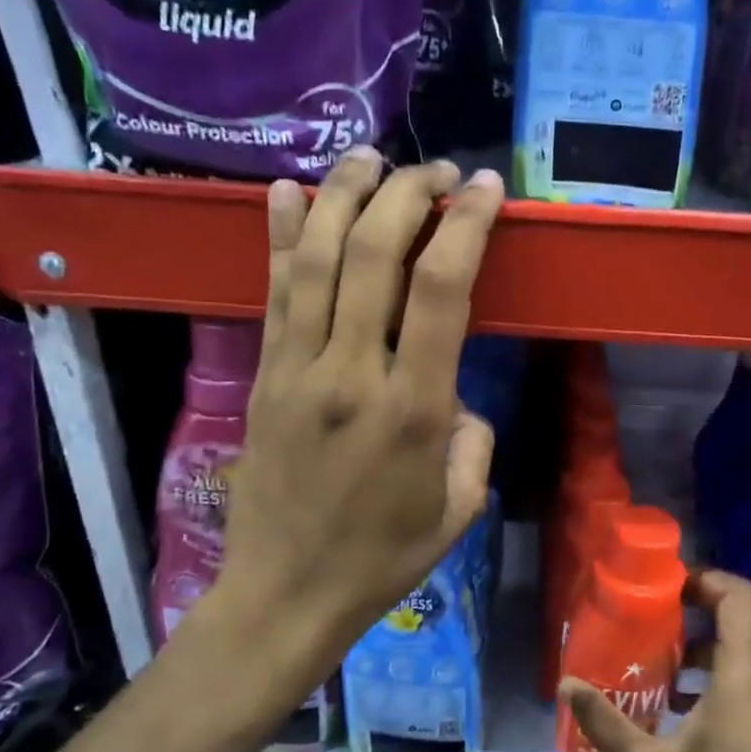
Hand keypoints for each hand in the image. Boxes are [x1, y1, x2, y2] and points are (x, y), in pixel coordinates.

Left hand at [207, 150, 502, 693]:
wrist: (287, 593)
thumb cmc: (383, 558)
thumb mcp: (458, 509)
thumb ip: (472, 441)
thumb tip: (454, 396)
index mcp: (414, 410)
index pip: (443, 289)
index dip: (466, 225)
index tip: (486, 189)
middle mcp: (353, 374)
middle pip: (374, 254)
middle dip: (408, 194)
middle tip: (436, 170)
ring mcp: (298, 370)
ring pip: (314, 258)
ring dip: (342, 195)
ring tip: (369, 158)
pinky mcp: (264, 376)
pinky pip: (271, 293)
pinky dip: (278, 236)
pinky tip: (285, 192)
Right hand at [559, 572, 750, 751]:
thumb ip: (604, 721)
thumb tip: (565, 683)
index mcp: (750, 673)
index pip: (738, 595)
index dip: (704, 580)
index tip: (666, 588)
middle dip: (710, 605)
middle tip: (664, 618)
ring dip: (722, 640)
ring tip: (674, 663)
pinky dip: (739, 667)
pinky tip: (699, 704)